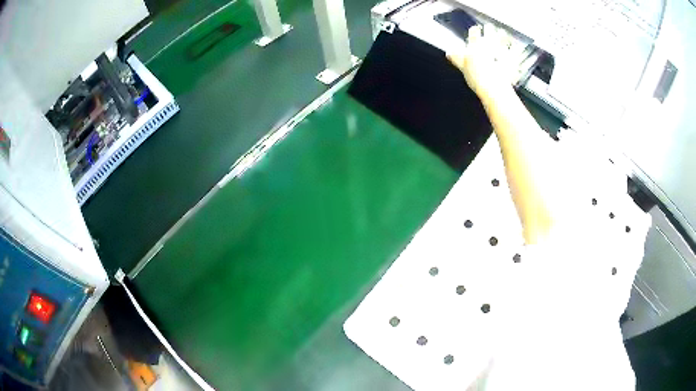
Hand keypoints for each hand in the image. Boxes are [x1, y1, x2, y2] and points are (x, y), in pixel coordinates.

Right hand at [446, 24, 516, 102]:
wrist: (494, 88)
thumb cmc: (477, 77)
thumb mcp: (462, 67)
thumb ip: (456, 58)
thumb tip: (450, 52)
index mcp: (476, 45)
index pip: (474, 32)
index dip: (475, 30)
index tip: (476, 29)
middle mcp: (490, 44)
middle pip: (489, 30)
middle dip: (489, 29)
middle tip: (489, 28)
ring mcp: (502, 50)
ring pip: (503, 37)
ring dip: (502, 35)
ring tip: (502, 33)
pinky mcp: (513, 58)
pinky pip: (515, 50)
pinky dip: (515, 48)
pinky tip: (515, 47)